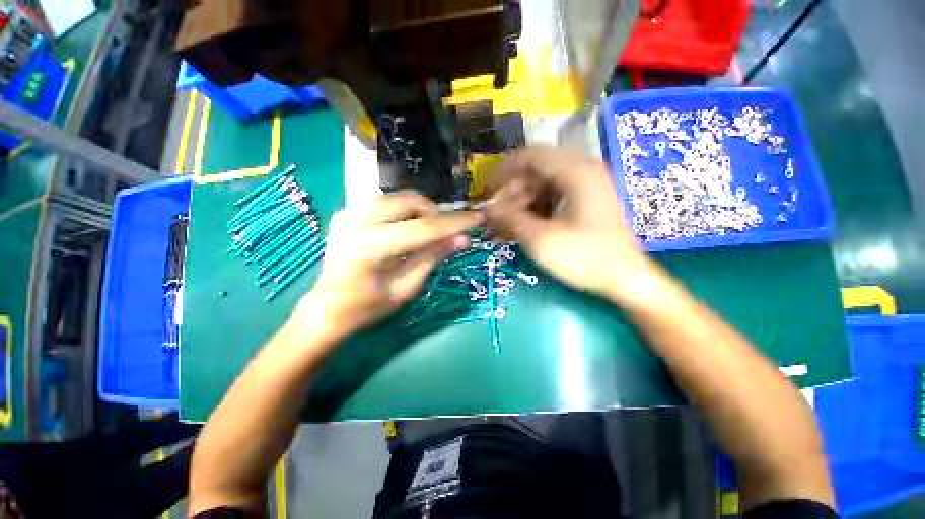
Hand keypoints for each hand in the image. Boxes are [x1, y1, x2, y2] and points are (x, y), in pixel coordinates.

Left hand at [299, 192, 483, 335]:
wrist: (327, 308)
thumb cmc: (368, 307)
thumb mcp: (406, 288)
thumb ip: (433, 258)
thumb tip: (463, 239)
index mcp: (370, 247)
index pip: (423, 228)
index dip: (454, 223)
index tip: (478, 218)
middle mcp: (356, 221)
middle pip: (409, 201)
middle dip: (434, 214)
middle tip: (443, 234)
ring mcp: (348, 213)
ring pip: (398, 197)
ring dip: (419, 211)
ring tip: (424, 234)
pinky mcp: (346, 211)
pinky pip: (385, 202)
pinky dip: (403, 212)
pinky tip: (404, 230)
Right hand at [486, 147, 658, 302]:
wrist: (625, 280)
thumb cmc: (584, 257)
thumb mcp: (540, 239)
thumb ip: (510, 219)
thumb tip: (487, 209)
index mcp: (575, 172)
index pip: (530, 156)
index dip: (504, 170)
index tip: (486, 189)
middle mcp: (582, 172)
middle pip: (536, 172)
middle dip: (511, 192)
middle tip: (495, 214)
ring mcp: (586, 188)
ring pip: (543, 186)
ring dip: (521, 204)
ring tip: (505, 226)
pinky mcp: (586, 203)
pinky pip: (553, 199)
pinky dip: (535, 210)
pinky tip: (522, 228)